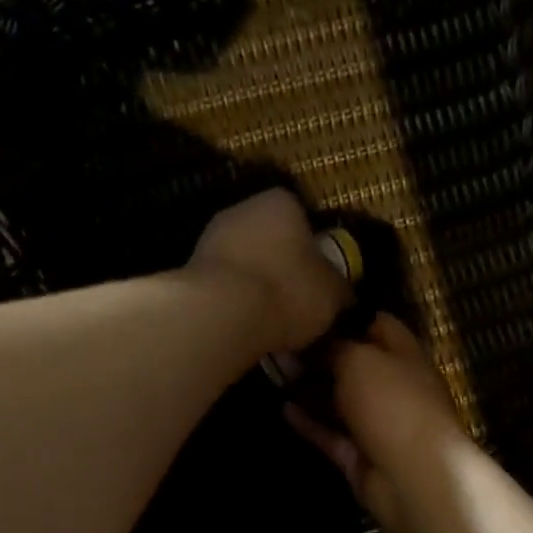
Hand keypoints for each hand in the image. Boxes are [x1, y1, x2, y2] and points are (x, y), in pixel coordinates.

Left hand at [189, 189, 352, 352]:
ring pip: (246, 263)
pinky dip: (237, 304)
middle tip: (300, 302)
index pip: (302, 215)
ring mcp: (211, 238)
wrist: (221, 315)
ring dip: (258, 288)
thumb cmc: (288, 291)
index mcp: (280, 202)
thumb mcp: (333, 293)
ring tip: (275, 324)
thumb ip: (340, 287)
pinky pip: (225, 286)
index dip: (314, 246)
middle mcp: (242, 210)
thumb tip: (342, 292)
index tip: (321, 276)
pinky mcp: (190, 271)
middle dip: (284, 268)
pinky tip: (248, 330)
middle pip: (271, 239)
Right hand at [285, 314, 463, 532]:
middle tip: (282, 344)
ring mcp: (378, 424)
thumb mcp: (360, 359)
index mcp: (405, 356)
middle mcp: (394, 387)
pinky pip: (331, 434)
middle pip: (356, 365)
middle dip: (322, 355)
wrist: (415, 475)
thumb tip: (314, 341)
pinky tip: (282, 408)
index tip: (313, 309)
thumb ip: (335, 347)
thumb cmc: (393, 402)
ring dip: (311, 389)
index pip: (379, 325)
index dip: (348, 316)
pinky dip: (310, 423)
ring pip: (340, 401)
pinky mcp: (360, 456)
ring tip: (274, 372)